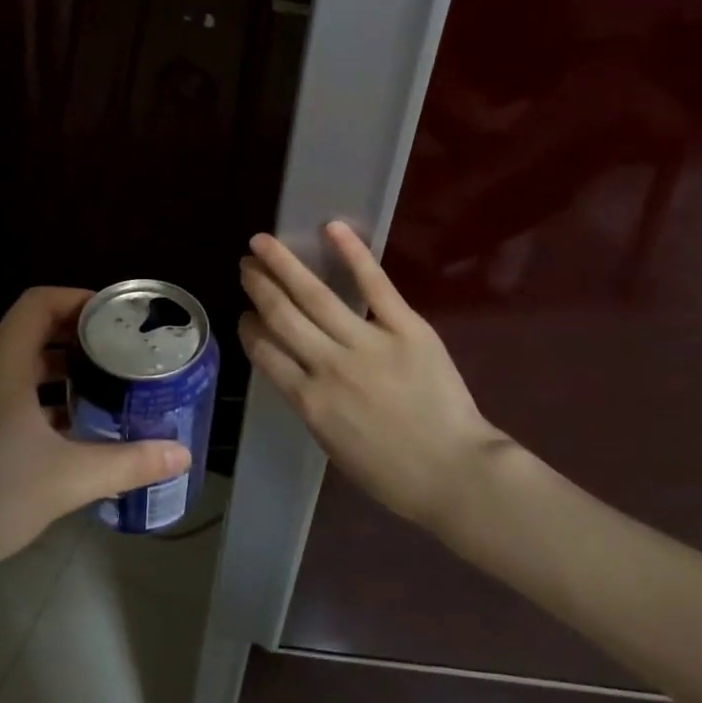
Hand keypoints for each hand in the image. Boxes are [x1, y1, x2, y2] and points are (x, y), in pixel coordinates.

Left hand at [0, 286, 189, 615]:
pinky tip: (68, 433)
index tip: (117, 316)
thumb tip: (182, 454)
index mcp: (2, 364)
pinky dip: (39, 400)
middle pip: (31, 331)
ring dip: (59, 372)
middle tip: (123, 353)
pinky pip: (5, 395)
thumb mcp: (68, 480)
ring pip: (18, 367)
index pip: (39, 302)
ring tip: (104, 388)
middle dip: (78, 337)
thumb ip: (128, 463)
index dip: (79, 298)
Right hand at [239, 223, 516, 531]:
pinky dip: (352, 253)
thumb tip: (296, 369)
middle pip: (281, 315)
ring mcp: (366, 343)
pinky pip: (374, 284)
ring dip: (283, 265)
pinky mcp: (405, 327)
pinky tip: (331, 227)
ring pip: (314, 294)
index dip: (249, 328)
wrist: (456, 474)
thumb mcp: (333, 445)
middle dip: (258, 287)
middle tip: (245, 266)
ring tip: (262, 243)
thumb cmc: (393, 474)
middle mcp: (328, 365)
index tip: (245, 314)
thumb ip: (310, 403)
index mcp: (309, 400)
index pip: (264, 352)